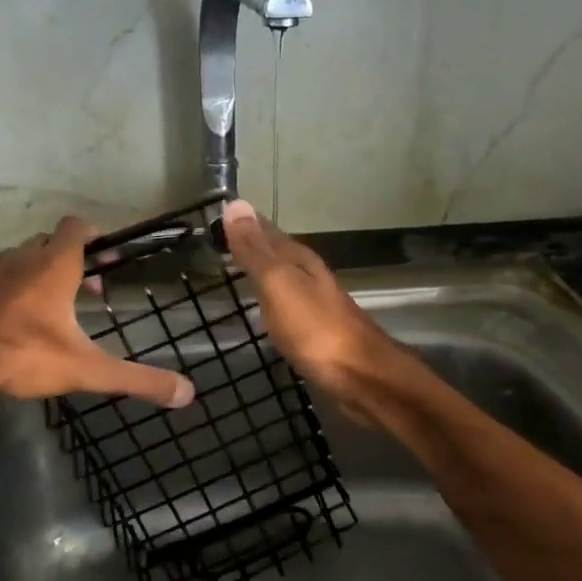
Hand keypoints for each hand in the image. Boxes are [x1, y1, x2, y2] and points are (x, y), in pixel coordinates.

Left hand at [0, 217, 194, 410]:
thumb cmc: (26, 353)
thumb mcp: (89, 369)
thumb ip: (138, 379)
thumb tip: (187, 393)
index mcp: (55, 266)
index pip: (76, 227)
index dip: (95, 234)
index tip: (111, 253)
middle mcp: (25, 261)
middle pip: (51, 242)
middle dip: (74, 257)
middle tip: (92, 287)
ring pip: (26, 259)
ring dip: (46, 272)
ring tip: (62, 305)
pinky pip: (6, 280)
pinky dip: (22, 289)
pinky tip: (28, 322)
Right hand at [219, 200, 405, 419]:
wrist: (361, 376)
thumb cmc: (315, 329)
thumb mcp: (278, 285)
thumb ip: (256, 251)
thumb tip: (235, 204)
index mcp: (301, 261)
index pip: (268, 232)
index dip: (244, 224)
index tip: (220, 215)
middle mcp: (312, 277)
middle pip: (278, 254)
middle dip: (254, 246)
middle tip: (223, 243)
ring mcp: (318, 305)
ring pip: (285, 279)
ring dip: (264, 273)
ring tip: (239, 272)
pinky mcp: (320, 333)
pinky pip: (289, 306)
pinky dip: (273, 301)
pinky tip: (267, 311)